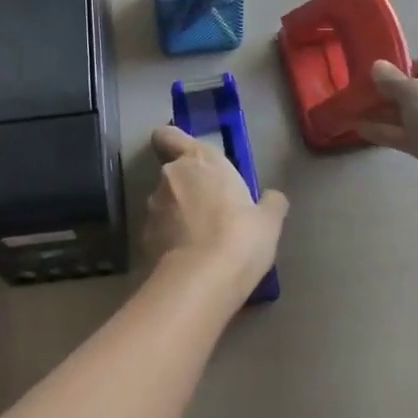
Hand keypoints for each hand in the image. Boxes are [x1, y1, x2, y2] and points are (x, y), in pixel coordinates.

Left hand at [145, 126, 287, 298]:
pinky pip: (159, 231)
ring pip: (164, 202)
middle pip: (172, 172)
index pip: (169, 135)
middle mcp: (171, 175)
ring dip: (177, 214)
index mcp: (199, 159)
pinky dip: (169, 239)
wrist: (201, 281)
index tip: (189, 159)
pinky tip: (188, 259)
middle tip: (210, 209)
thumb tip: (273, 198)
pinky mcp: (144, 237)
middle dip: (186, 187)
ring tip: (200, 240)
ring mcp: (153, 206)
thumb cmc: (239, 237)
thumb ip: (270, 203)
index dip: (174, 144)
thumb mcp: (268, 222)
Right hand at [357, 55, 417, 207]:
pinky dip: (392, 132)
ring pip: (416, 115)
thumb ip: (391, 80)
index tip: (382, 77)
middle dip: (391, 94)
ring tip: (355, 113)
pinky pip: (414, 135)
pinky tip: (362, 130)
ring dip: (387, 114)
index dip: (405, 67)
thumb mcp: (413, 93)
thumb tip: (377, 67)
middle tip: (363, 96)